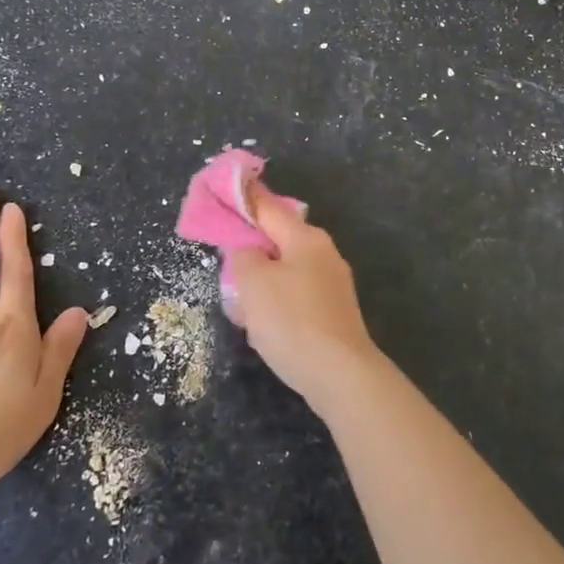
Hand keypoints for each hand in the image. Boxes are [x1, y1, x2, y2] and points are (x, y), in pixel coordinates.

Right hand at [227, 195, 382, 417]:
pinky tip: (264, 328)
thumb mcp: (253, 282)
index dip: (243, 197)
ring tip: (242, 306)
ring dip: (261, 283)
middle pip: (277, 239)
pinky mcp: (333, 311)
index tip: (223, 189)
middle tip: (225, 265)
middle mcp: (323, 252)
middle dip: (250, 250)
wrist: (340, 374)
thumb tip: (246, 248)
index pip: (267, 206)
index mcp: (305, 237)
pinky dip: (276, 305)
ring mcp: (332, 283)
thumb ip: (242, 255)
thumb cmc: (292, 321)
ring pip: (285, 271)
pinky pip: (296, 296)